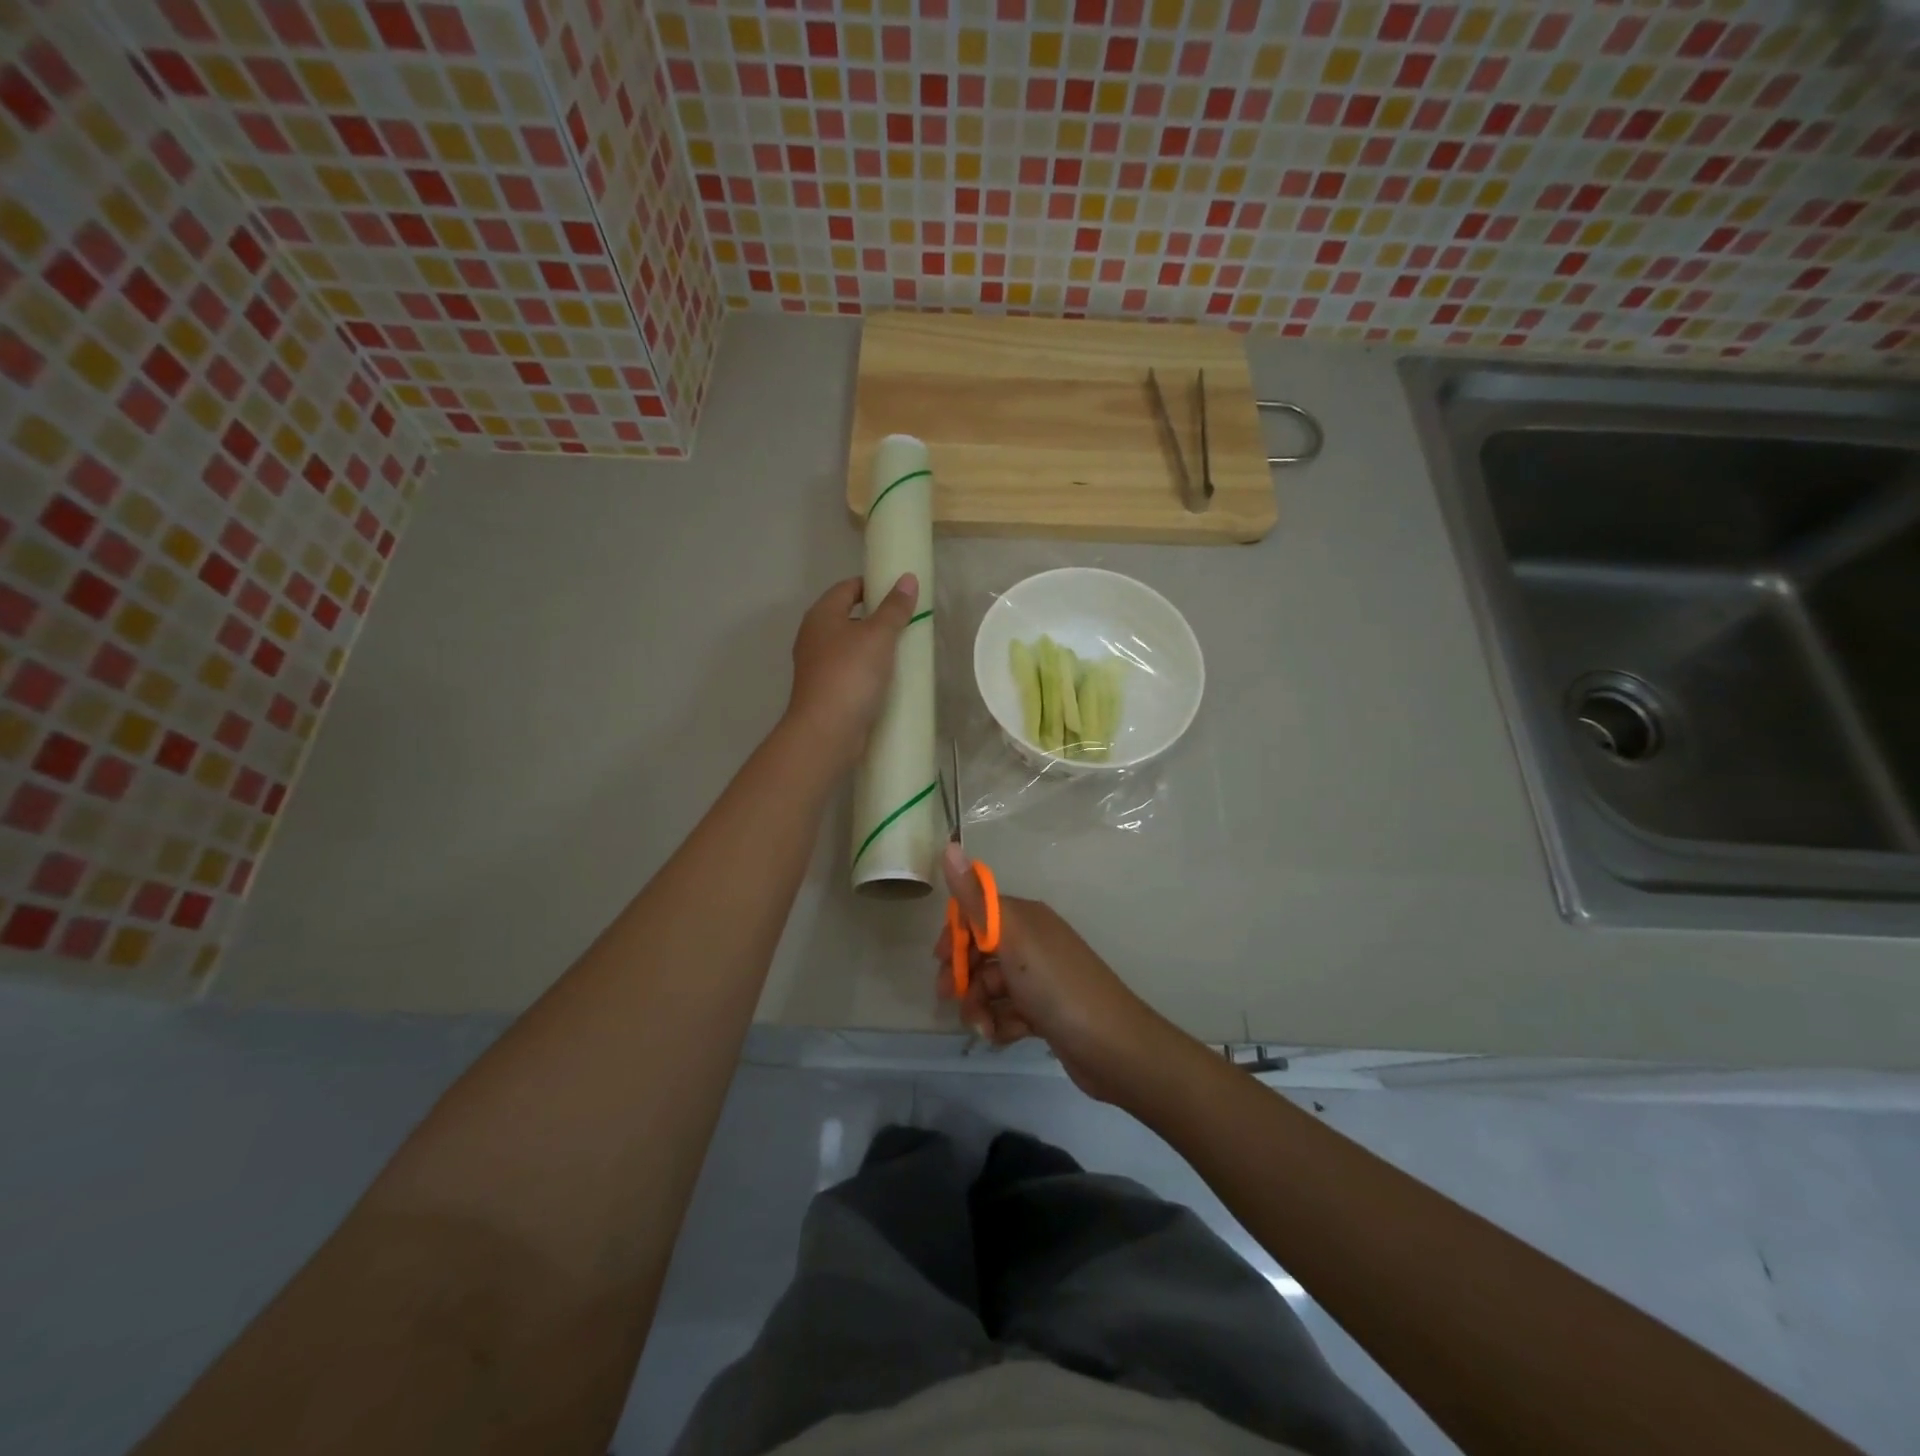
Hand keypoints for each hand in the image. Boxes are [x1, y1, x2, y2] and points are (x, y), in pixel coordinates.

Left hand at [784, 573, 918, 771]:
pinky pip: (850, 672)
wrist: (827, 731)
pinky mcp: (826, 692)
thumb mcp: (878, 635)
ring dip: (873, 647)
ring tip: (904, 650)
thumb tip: (908, 579)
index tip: (899, 592)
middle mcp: (814, 637)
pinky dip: (868, 670)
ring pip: (849, 647)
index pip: (846, 588)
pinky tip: (888, 679)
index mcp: (821, 616)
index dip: (872, 585)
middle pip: (847, 617)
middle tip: (907, 621)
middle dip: (876, 617)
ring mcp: (817, 667)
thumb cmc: (850, 674)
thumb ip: (894, 608)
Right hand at [936, 844, 1183, 1103]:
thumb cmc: (1057, 986)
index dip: (954, 936)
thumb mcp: (1012, 938)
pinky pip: (1008, 1011)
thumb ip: (976, 898)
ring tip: (983, 1028)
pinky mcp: (1044, 1011)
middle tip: (950, 999)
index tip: (939, 960)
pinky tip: (1005, 1036)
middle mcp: (1032, 942)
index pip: (976, 914)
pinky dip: (1001, 1023)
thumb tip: (950, 844)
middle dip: (962, 977)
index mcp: (1025, 918)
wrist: (1112, 1046)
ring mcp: (1039, 978)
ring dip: (979, 1007)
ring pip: (991, 987)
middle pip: (980, 952)